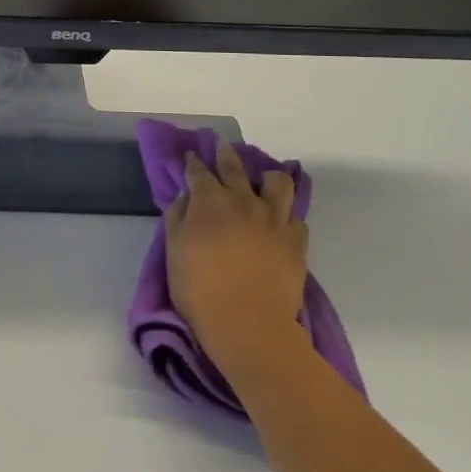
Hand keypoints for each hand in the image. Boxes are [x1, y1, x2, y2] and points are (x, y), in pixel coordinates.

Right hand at [165, 144, 309, 377]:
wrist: (248, 325)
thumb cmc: (199, 289)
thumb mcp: (174, 251)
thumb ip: (177, 217)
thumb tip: (185, 197)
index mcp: (209, 201)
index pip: (198, 172)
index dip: (193, 163)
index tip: (190, 157)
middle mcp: (243, 201)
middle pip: (234, 167)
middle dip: (225, 154)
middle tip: (222, 147)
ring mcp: (274, 220)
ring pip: (278, 183)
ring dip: (268, 178)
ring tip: (263, 183)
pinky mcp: (296, 242)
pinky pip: (296, 219)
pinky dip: (286, 218)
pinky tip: (280, 224)